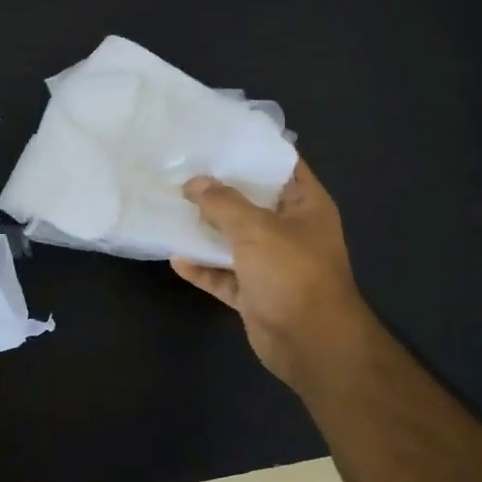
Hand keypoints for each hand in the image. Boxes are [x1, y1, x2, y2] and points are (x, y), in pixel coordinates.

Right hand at [172, 158, 367, 390]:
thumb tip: (194, 183)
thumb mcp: (256, 229)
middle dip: (219, 191)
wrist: (310, 342)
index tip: (217, 139)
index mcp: (306, 206)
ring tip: (171, 210)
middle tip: (182, 172)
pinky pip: (223, 275)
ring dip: (205, 231)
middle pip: (252, 203)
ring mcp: (272, 264)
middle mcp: (290, 231)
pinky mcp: (253, 293)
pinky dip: (202, 268)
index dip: (252, 151)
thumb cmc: (292, 273)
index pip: (282, 166)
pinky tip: (176, 258)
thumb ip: (223, 203)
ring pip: (233, 241)